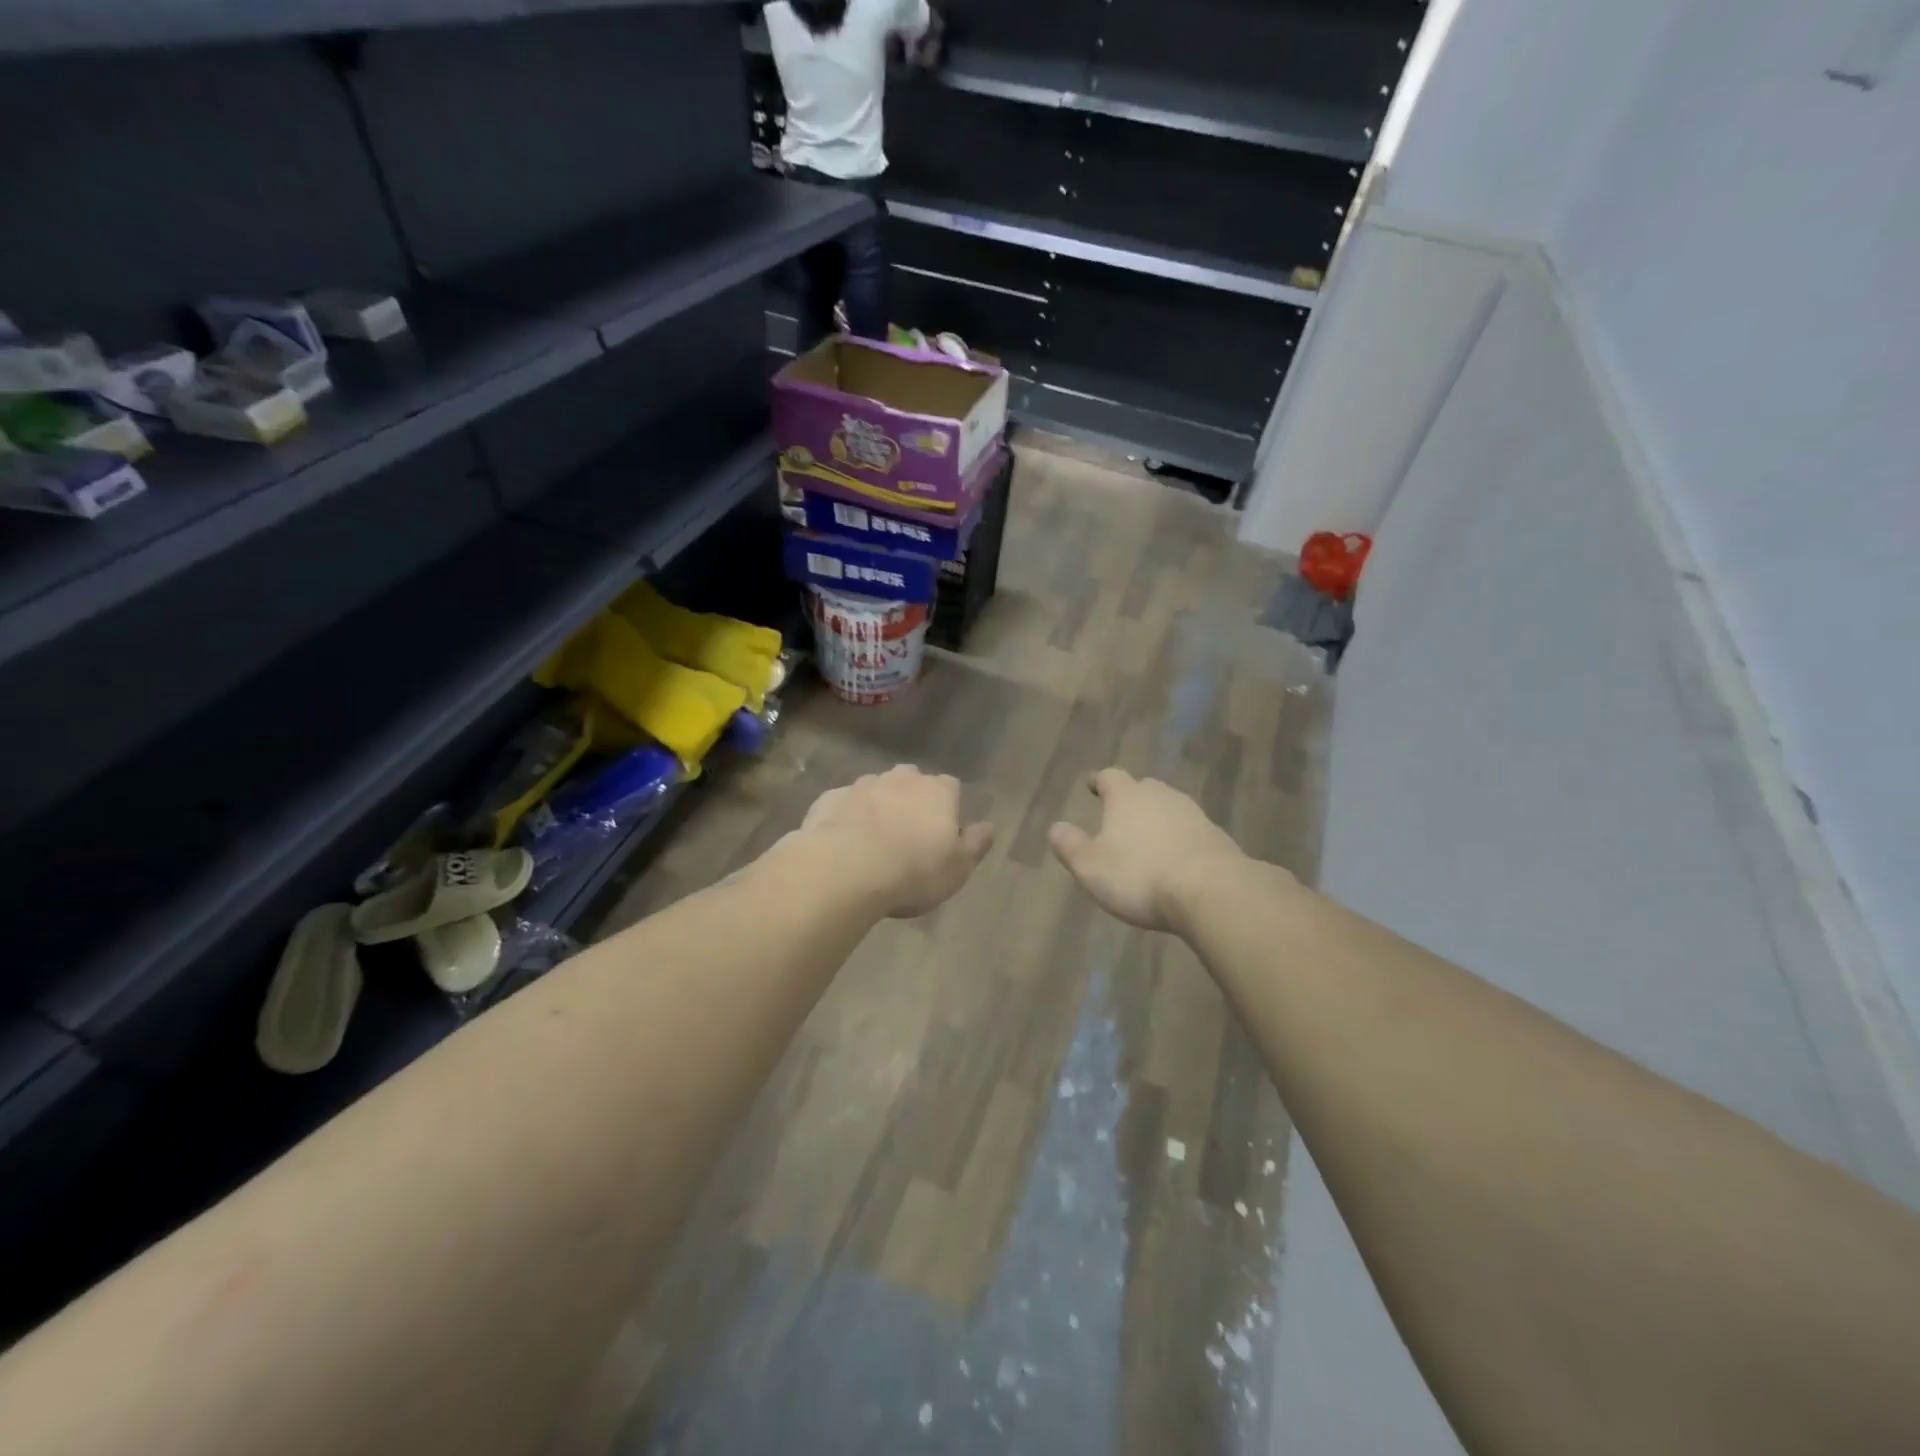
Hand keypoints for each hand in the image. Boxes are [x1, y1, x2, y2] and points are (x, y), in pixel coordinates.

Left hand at [798, 765, 993, 918]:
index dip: (947, 809)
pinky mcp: (830, 798)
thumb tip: (988, 826)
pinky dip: (847, 818)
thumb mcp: (958, 869)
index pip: (950, 788)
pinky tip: (843, 844)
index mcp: (937, 791)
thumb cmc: (912, 872)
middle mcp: (901, 778)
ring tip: (872, 842)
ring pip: (876, 791)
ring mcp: (862, 785)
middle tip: (906, 836)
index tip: (941, 835)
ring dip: (877, 808)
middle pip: (912, 782)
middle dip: (910, 801)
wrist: (844, 870)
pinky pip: (844, 805)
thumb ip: (976, 844)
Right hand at [1049, 768, 1244, 931]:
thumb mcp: (1090, 866)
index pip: (1110, 777)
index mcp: (1127, 796)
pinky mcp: (1217, 837)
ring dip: (1156, 820)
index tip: (1092, 785)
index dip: (1099, 781)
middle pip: (1143, 788)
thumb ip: (1070, 845)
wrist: (1211, 891)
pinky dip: (1179, 840)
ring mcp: (1194, 814)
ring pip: (1169, 808)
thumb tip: (1055, 827)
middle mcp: (1161, 796)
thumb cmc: (1140, 875)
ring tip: (1146, 839)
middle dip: (1130, 799)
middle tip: (1119, 814)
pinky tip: (1175, 860)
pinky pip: (1190, 832)